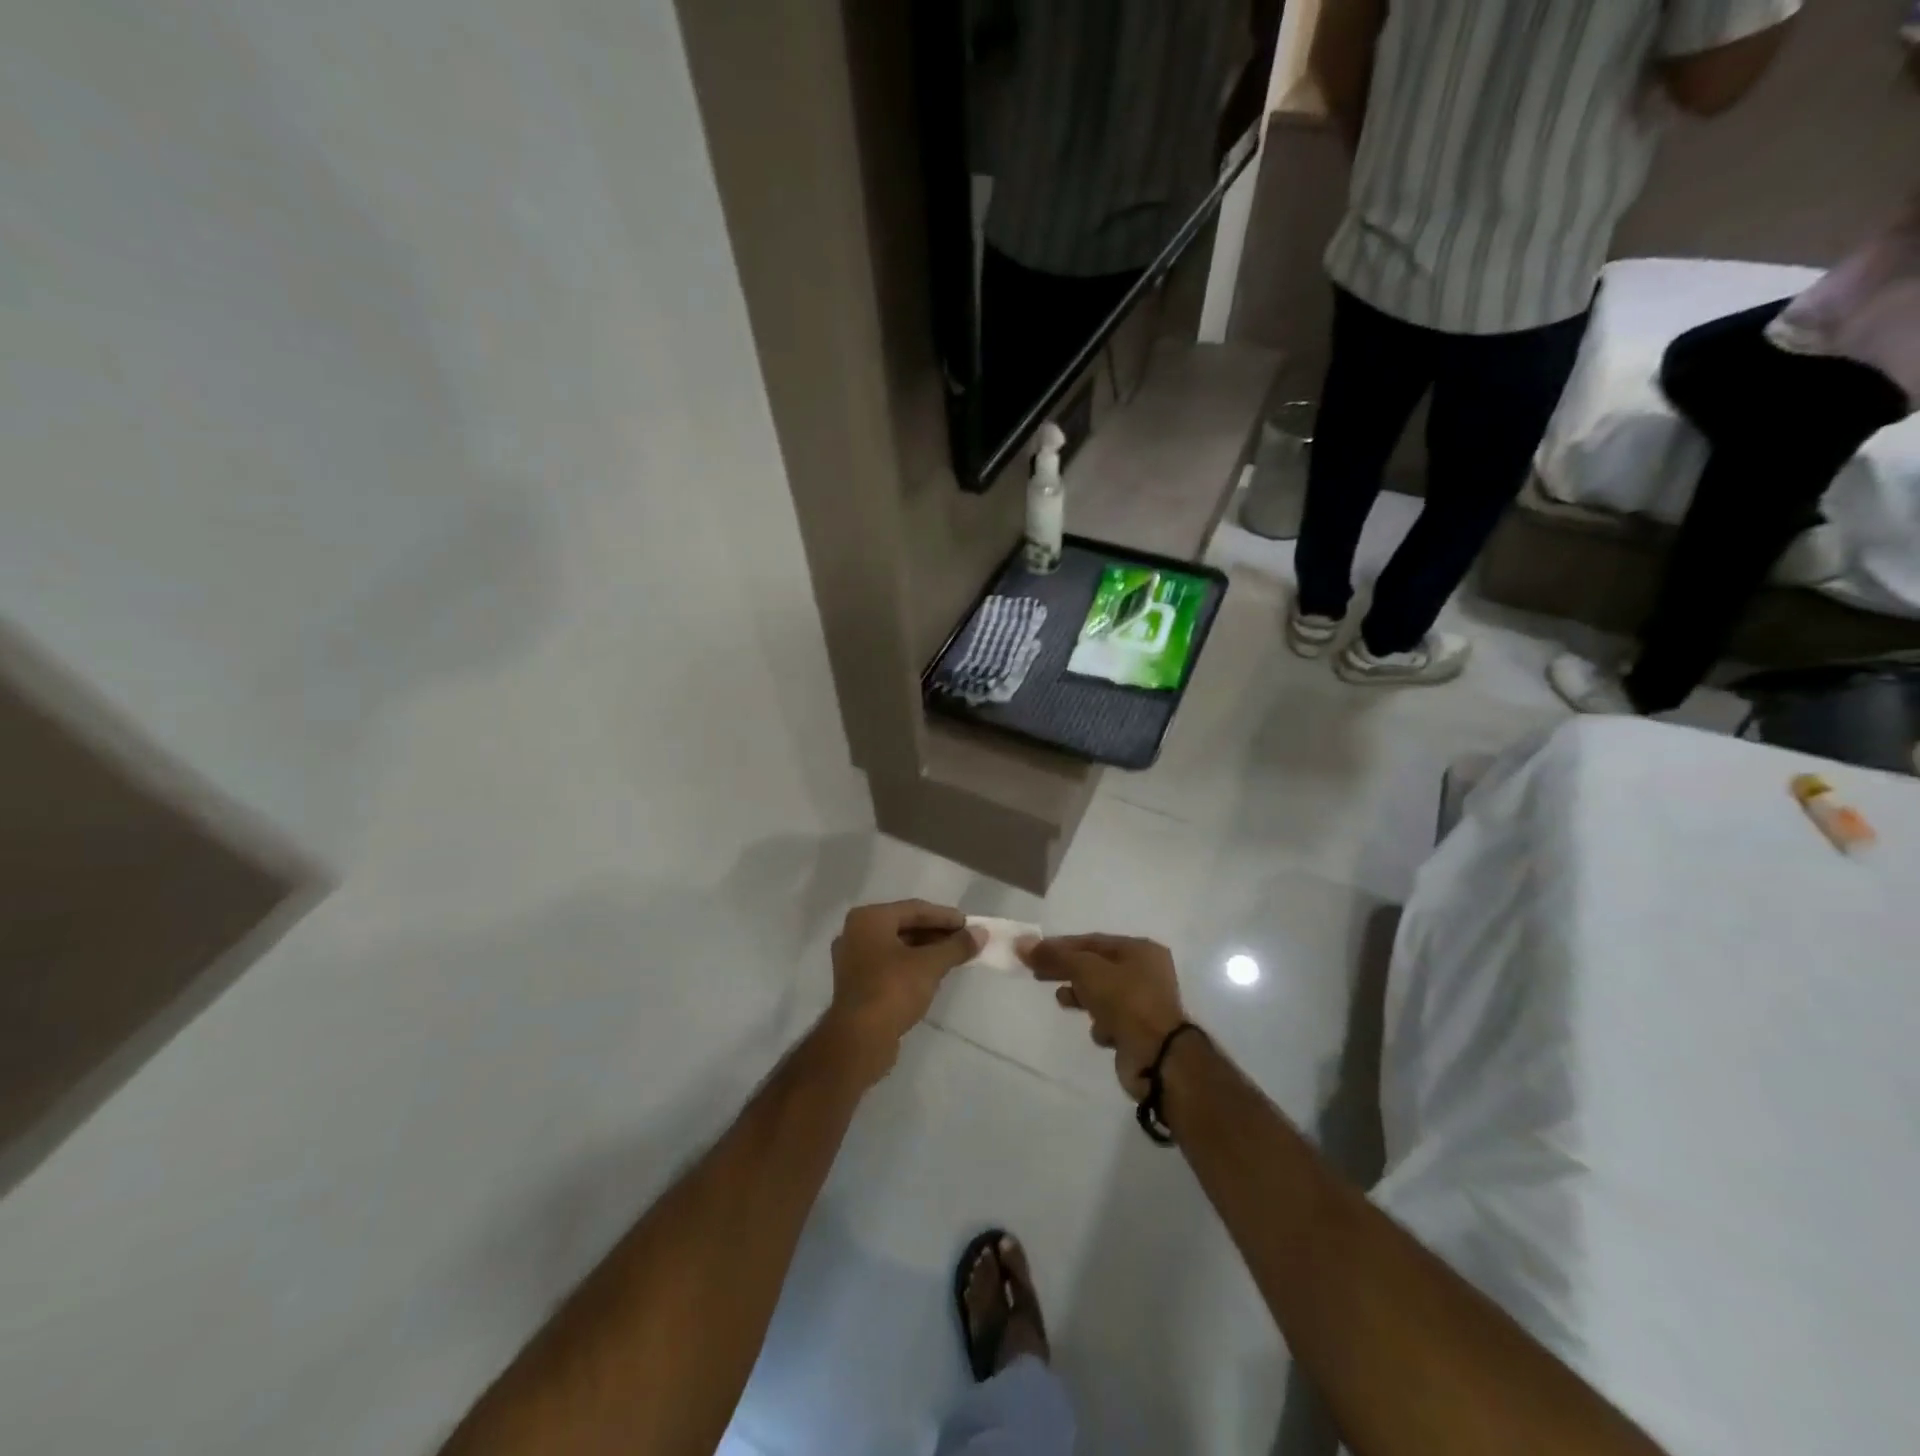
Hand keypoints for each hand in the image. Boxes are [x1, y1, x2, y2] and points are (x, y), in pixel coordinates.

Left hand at [824, 901, 980, 1084]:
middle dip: (936, 933)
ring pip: (897, 946)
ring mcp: (853, 958)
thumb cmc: (893, 990)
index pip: (915, 909)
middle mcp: (855, 932)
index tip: (970, 925)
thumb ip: (956, 946)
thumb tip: (981, 933)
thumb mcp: (930, 965)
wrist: (859, 1040)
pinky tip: (932, 974)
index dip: (945, 917)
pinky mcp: (856, 983)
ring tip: (954, 957)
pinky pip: (889, 963)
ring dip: (926, 950)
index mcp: (869, 918)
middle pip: (904, 925)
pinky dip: (911, 964)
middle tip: (964, 941)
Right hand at [1019, 934, 1187, 1096]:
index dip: (1061, 946)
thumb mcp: (1086, 971)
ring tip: (1063, 1001)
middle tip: (1039, 976)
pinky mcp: (1141, 1031)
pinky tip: (1100, 1032)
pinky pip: (1112, 1020)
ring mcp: (1145, 1003)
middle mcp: (1147, 972)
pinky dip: (1101, 1024)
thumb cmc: (1125, 1001)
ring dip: (1082, 997)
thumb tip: (1021, 943)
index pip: (1092, 941)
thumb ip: (1054, 956)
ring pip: (1103, 993)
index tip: (1033, 954)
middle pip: (1096, 966)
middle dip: (1068, 971)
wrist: (1158, 1057)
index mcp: (1141, 950)